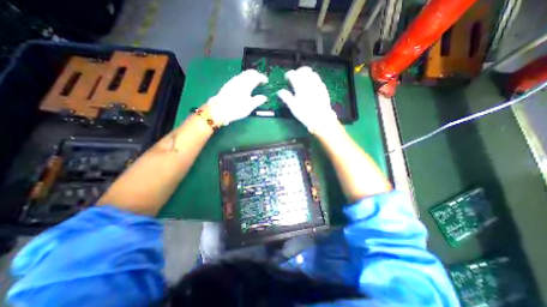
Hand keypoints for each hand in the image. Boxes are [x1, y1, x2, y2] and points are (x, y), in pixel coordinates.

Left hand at [206, 70, 268, 125]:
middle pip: (249, 72)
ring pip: (243, 74)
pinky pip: (238, 78)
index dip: (262, 78)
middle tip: (260, 80)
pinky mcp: (228, 85)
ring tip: (253, 83)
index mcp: (246, 84)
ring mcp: (233, 81)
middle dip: (256, 74)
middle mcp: (240, 80)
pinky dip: (244, 79)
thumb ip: (258, 100)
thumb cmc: (237, 108)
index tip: (266, 81)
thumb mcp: (250, 106)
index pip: (256, 76)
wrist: (219, 109)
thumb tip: (264, 97)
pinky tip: (244, 86)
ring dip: (250, 76)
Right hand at [279, 66, 337, 133]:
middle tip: (295, 77)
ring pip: (312, 73)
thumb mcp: (293, 106)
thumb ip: (286, 97)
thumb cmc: (305, 113)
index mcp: (300, 86)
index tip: (286, 78)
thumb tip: (280, 91)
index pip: (293, 74)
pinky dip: (313, 79)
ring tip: (303, 81)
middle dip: (298, 71)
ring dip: (306, 74)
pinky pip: (318, 79)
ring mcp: (318, 84)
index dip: (288, 74)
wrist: (320, 118)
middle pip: (304, 70)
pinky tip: (311, 86)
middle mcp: (309, 82)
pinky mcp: (323, 88)